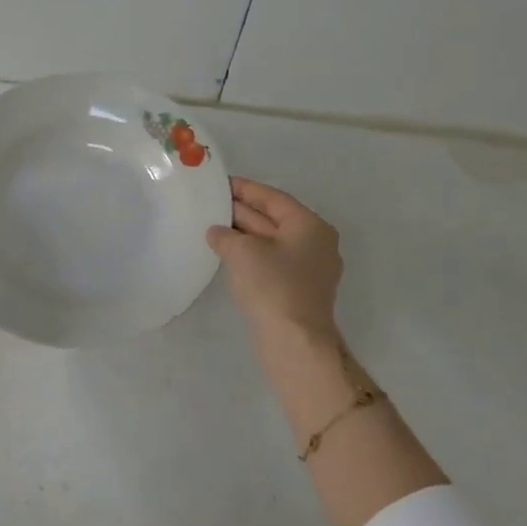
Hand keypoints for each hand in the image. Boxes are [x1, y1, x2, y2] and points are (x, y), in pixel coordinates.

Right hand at [207, 177, 343, 356]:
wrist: (295, 343)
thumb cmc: (273, 287)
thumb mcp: (242, 252)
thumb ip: (226, 235)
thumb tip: (217, 232)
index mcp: (310, 225)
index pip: (273, 198)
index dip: (245, 189)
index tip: (220, 183)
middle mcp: (315, 243)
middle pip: (274, 219)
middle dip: (242, 212)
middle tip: (211, 203)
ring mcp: (309, 269)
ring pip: (272, 242)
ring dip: (244, 234)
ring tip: (213, 227)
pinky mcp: (299, 291)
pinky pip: (272, 262)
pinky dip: (251, 255)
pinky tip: (228, 256)